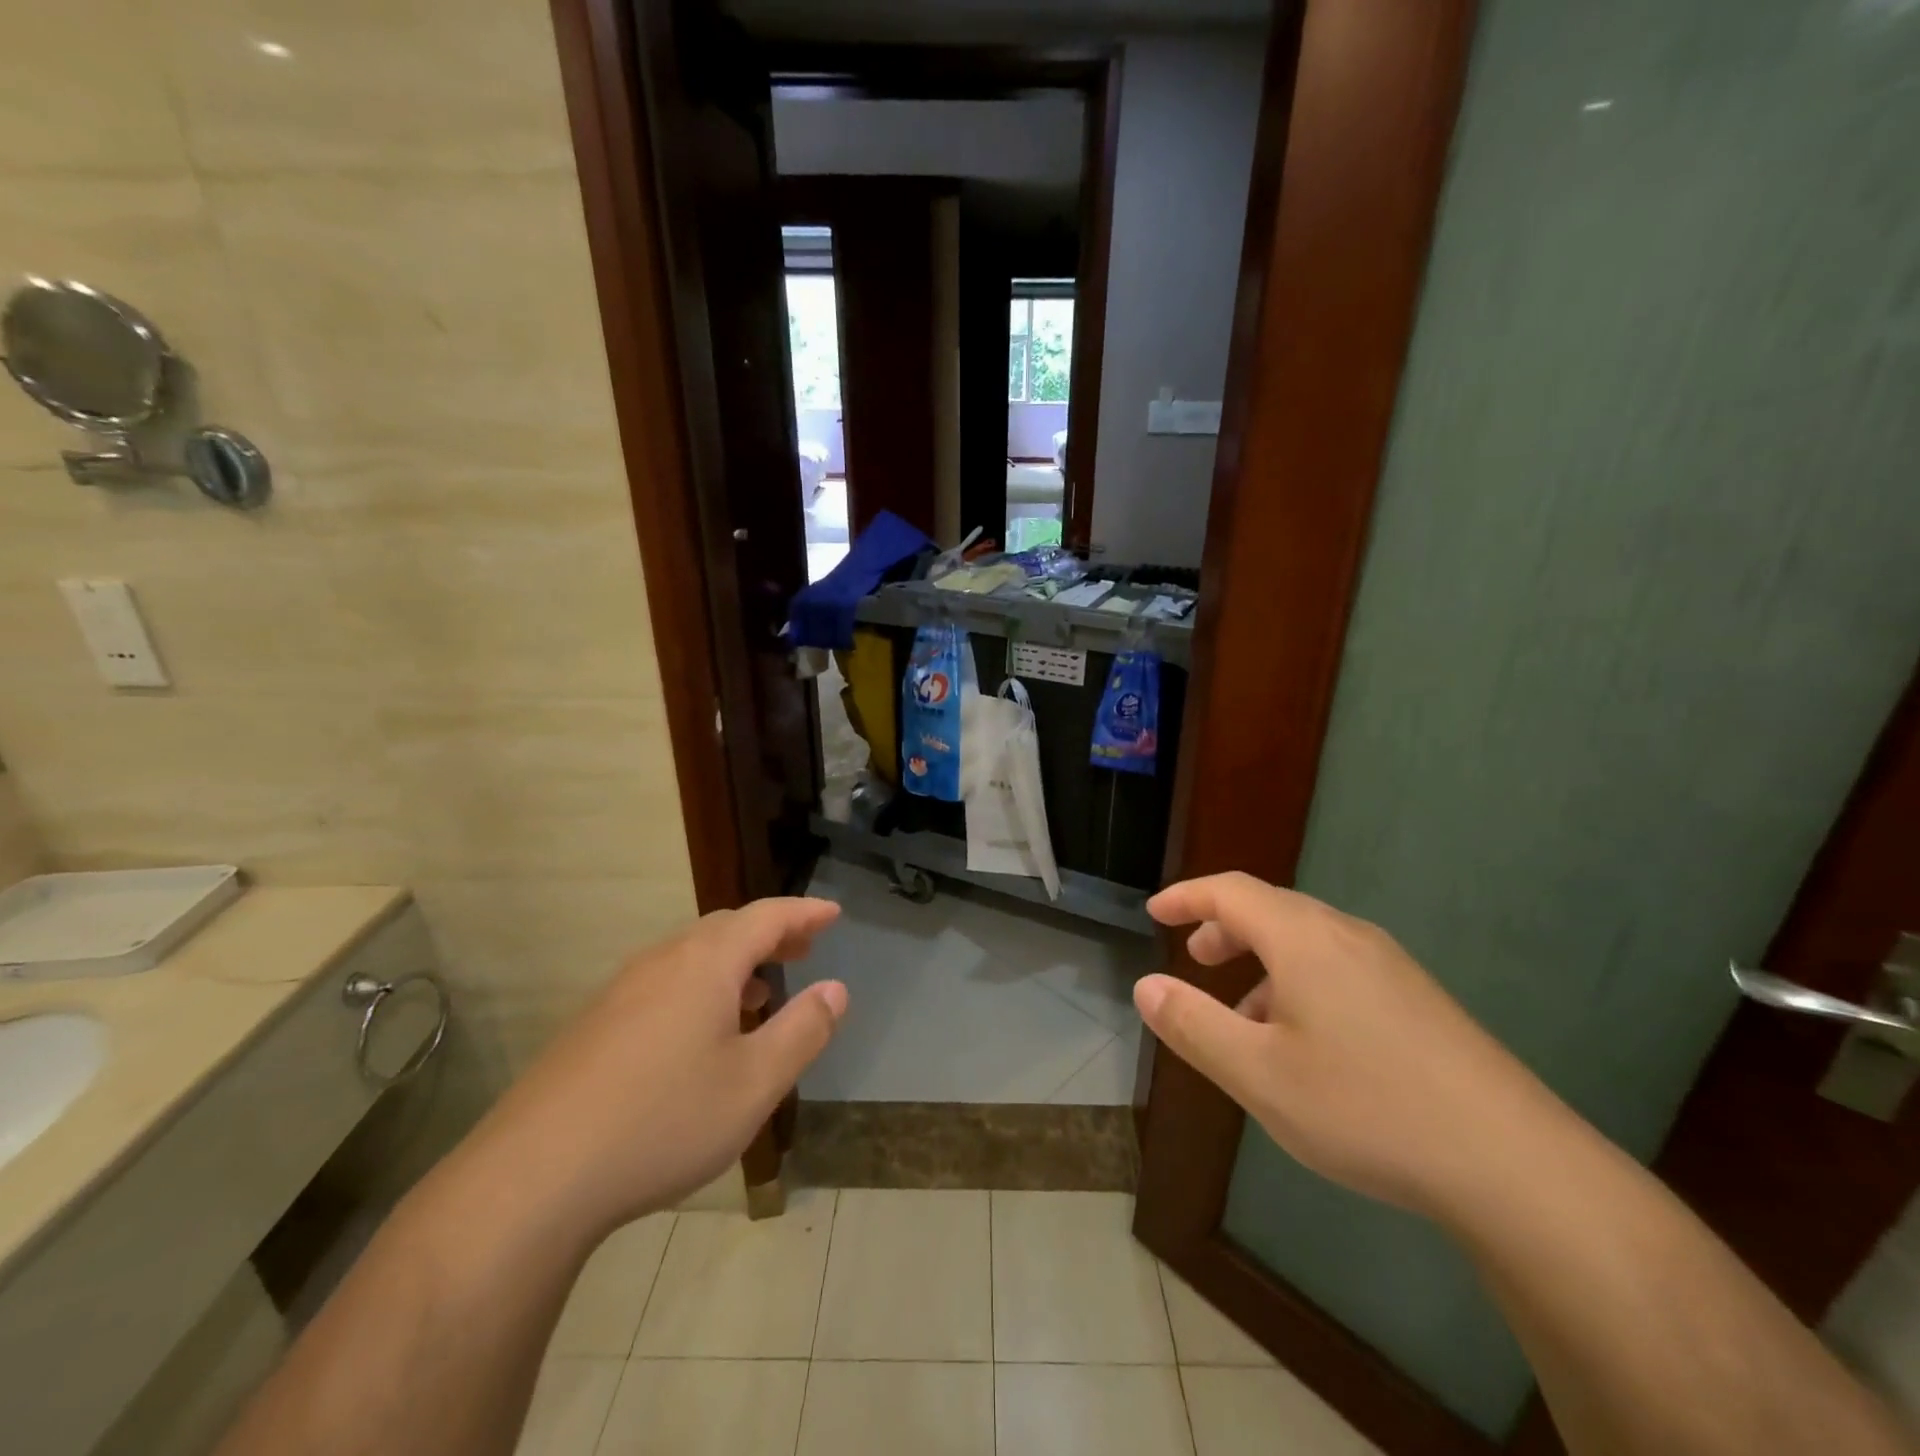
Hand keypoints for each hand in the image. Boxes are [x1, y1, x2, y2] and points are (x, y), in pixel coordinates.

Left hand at [470, 898, 846, 1240]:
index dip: (805, 912)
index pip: (767, 917)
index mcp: (706, 963)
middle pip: (727, 927)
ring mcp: (621, 990)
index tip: (833, 914)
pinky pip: (663, 981)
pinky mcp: (594, 1023)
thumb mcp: (755, 1084)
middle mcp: (663, 961)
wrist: (532, 1177)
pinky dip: (700, 985)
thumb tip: (836, 989)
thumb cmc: (662, 1122)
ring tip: (761, 992)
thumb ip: (803, 1031)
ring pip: (691, 954)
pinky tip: (701, 1032)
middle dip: (771, 933)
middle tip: (804, 948)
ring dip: (735, 961)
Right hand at [1135, 873, 1548, 1215]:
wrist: (1516, 1166)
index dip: (1187, 896)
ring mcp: (1391, 967)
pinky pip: (1339, 969)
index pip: (1230, 892)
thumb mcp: (1260, 1075)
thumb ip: (1193, 1025)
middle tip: (1195, 959)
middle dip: (1223, 928)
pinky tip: (1304, 1044)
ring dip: (1261, 961)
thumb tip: (1146, 985)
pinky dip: (1298, 982)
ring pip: (1307, 942)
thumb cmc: (1368, 1108)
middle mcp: (1348, 937)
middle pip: (1270, 909)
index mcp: (1304, 939)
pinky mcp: (1419, 1000)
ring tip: (1242, 1017)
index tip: (1155, 914)